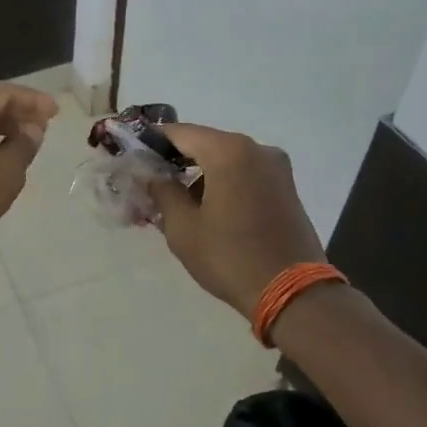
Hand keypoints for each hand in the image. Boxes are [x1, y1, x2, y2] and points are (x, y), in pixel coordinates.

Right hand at [148, 123, 326, 317]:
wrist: (293, 293)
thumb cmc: (230, 257)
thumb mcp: (183, 228)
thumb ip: (162, 191)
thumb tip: (150, 174)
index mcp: (228, 151)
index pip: (180, 132)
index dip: (153, 141)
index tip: (133, 155)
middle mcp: (256, 148)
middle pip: (205, 143)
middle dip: (177, 159)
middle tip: (152, 182)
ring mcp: (276, 167)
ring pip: (226, 159)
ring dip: (201, 173)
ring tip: (179, 202)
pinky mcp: (286, 187)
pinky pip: (245, 173)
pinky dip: (224, 182)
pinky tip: (209, 209)